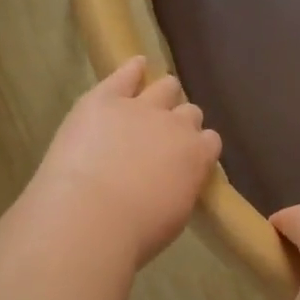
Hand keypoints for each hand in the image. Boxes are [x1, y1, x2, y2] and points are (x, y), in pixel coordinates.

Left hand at [30, 57, 222, 268]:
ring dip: (161, 95)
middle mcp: (176, 125)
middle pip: (189, 112)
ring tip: (150, 103)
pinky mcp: (105, 99)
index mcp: (197, 156)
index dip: (197, 148)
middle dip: (179, 123)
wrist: (89, 217)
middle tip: (162, 138)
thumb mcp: (173, 216)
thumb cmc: (134, 233)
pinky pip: (126, 74)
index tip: (186, 159)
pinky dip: (132, 70)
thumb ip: (181, 188)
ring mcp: (140, 108)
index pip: (209, 141)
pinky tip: (134, 67)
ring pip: (165, 87)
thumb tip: (175, 181)